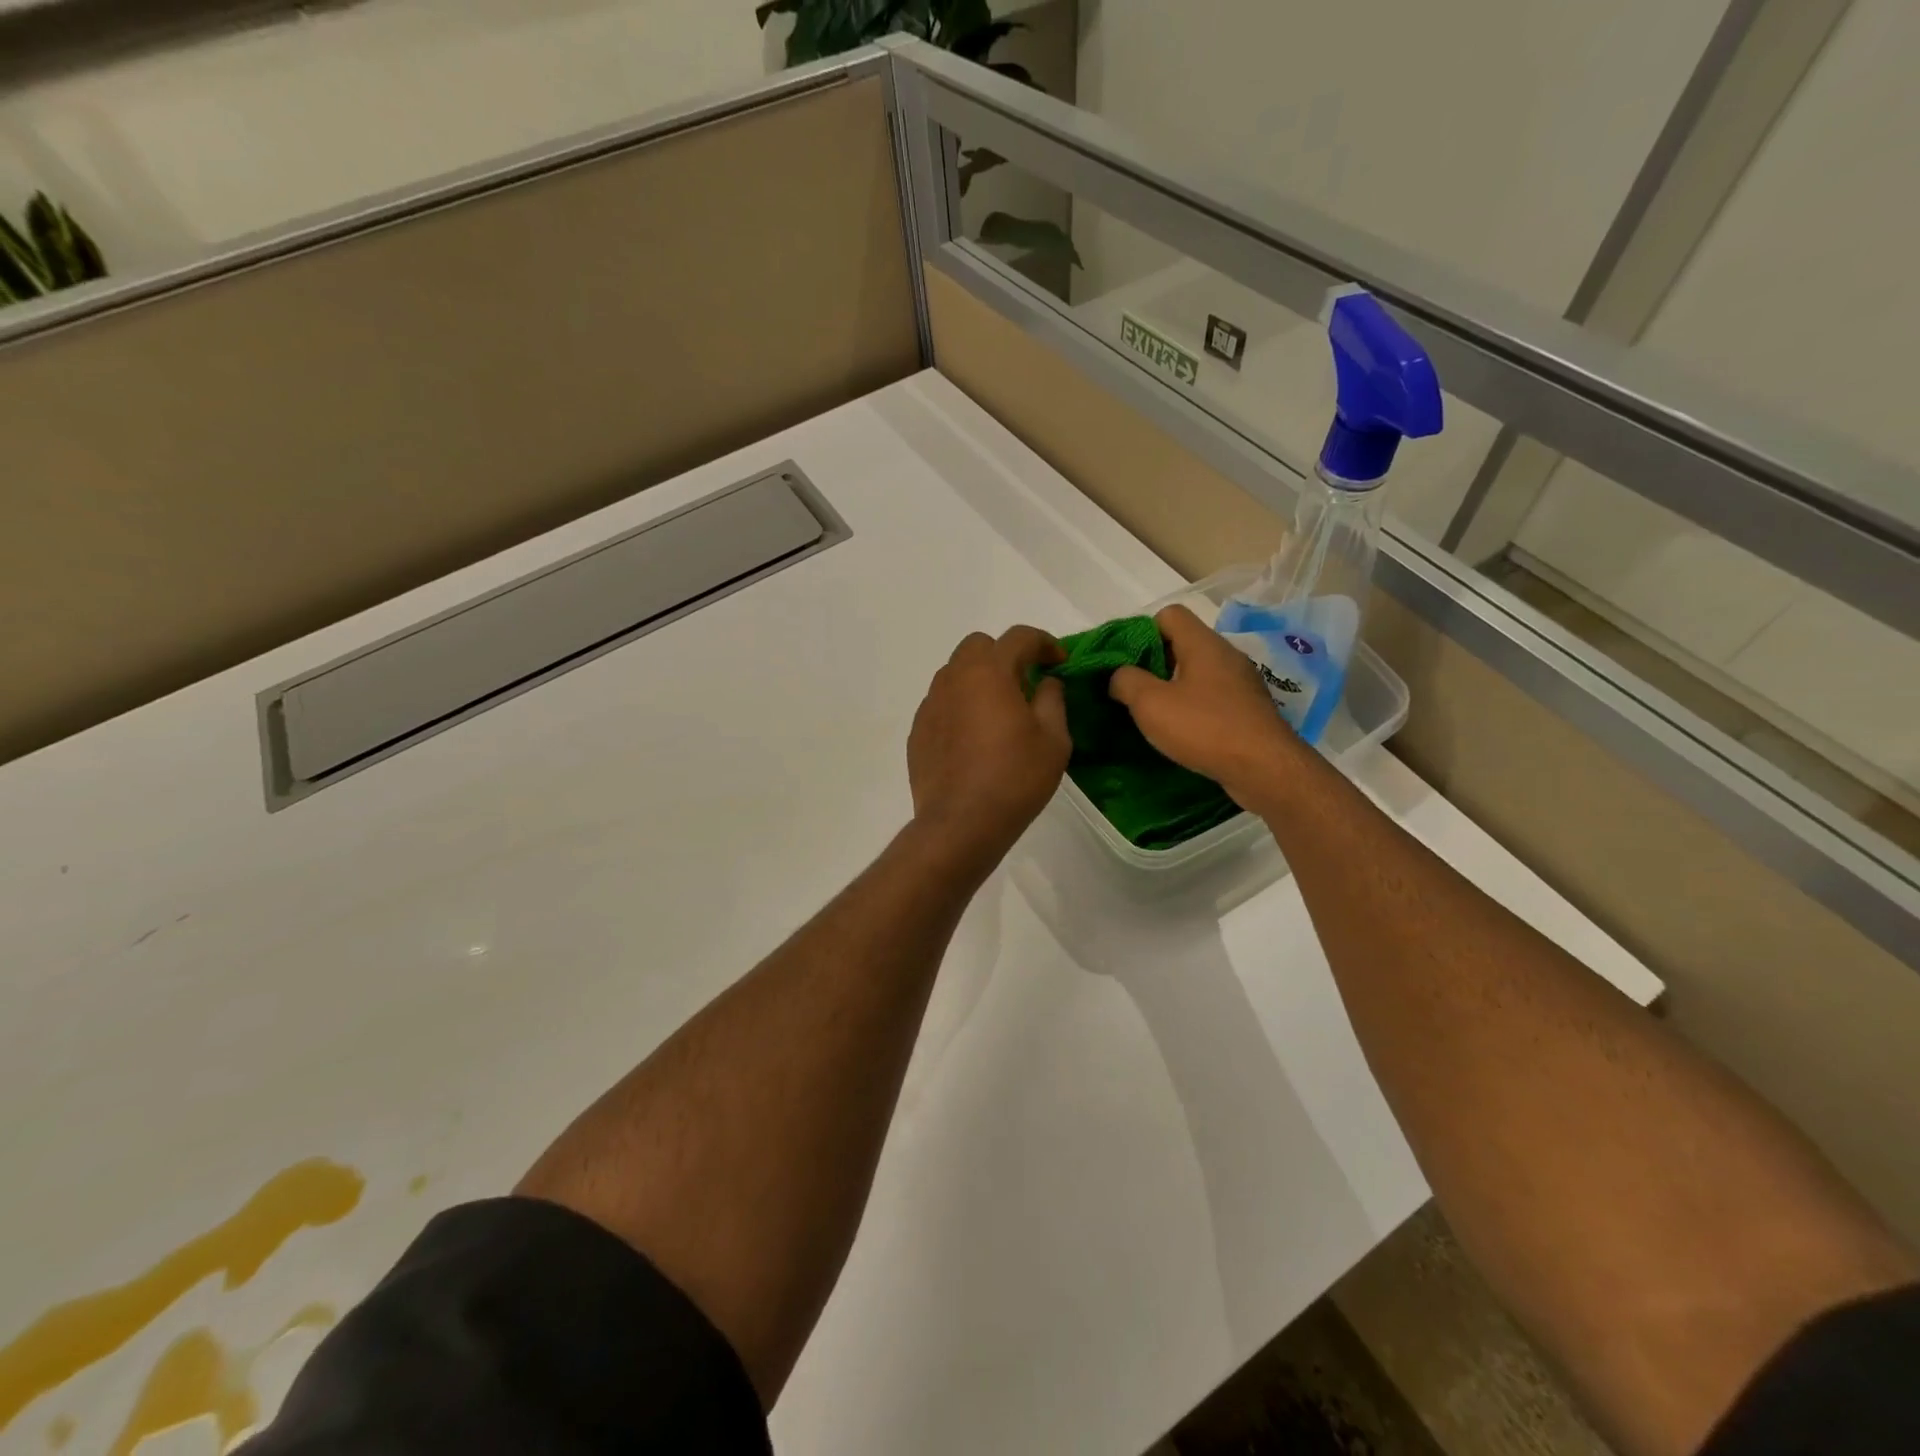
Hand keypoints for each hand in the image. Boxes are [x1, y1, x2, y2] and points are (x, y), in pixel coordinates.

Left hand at [908, 626, 1070, 867]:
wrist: (960, 824)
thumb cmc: (1015, 779)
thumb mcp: (1053, 740)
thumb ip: (1053, 700)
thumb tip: (1046, 682)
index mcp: (989, 672)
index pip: (1019, 637)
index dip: (1044, 643)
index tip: (1059, 662)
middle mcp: (954, 678)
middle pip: (979, 646)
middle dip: (1005, 655)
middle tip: (1025, 684)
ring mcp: (930, 704)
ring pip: (956, 673)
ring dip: (979, 680)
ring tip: (998, 713)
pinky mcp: (918, 731)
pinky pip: (942, 704)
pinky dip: (961, 707)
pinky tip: (974, 739)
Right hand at [1108, 604, 1301, 808]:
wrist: (1265, 768)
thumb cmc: (1204, 728)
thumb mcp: (1150, 704)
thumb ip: (1126, 681)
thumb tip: (1120, 675)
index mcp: (1203, 643)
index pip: (1169, 614)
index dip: (1142, 631)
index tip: (1127, 662)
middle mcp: (1226, 655)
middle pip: (1183, 643)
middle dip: (1155, 663)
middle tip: (1134, 691)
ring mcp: (1242, 682)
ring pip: (1198, 673)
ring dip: (1174, 688)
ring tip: (1155, 714)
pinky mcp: (1249, 709)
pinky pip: (1214, 697)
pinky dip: (1194, 707)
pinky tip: (1184, 731)